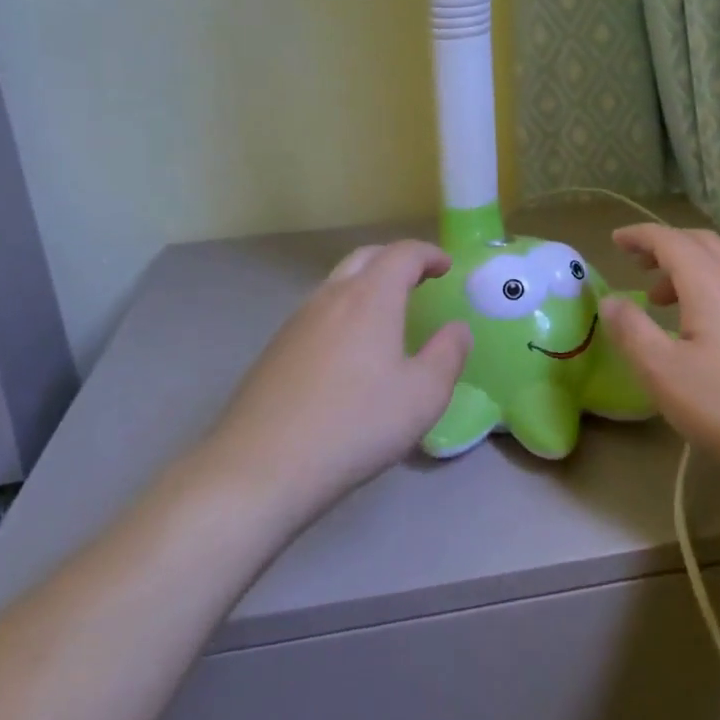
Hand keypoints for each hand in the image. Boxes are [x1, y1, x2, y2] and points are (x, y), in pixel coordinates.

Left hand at [192, 240, 471, 517]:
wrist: (261, 466)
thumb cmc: (355, 425)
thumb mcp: (423, 396)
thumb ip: (448, 355)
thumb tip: (457, 329)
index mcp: (370, 298)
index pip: (402, 254)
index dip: (428, 254)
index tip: (446, 267)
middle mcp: (330, 297)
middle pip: (365, 258)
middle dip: (396, 260)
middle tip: (420, 279)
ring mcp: (296, 322)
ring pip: (337, 283)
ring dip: (367, 284)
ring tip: (388, 312)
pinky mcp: (276, 349)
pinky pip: (318, 312)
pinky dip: (344, 311)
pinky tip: (350, 349)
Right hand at [599, 224, 719, 477]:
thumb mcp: (662, 372)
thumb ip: (631, 330)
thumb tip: (609, 300)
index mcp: (710, 284)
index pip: (670, 240)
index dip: (640, 236)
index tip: (615, 240)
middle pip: (701, 243)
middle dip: (665, 246)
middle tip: (637, 263)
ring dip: (687, 269)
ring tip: (661, 300)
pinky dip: (708, 289)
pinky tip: (701, 328)